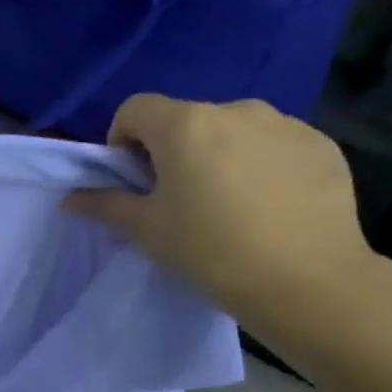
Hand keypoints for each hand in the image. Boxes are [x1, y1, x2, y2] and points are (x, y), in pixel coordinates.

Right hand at [69, 94, 383, 334]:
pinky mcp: (321, 145)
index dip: (122, 140)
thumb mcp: (146, 230)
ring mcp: (285, 124)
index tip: (132, 180)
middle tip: (178, 199)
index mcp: (185, 124)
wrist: (307, 282)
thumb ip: (105, 205)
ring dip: (219, 155)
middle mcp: (235, 110)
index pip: (135, 109)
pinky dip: (261, 165)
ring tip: (228, 204)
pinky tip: (268, 207)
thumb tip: (70, 198)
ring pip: (232, 131)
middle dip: (173, 150)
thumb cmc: (210, 250)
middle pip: (186, 119)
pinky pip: (274, 145)